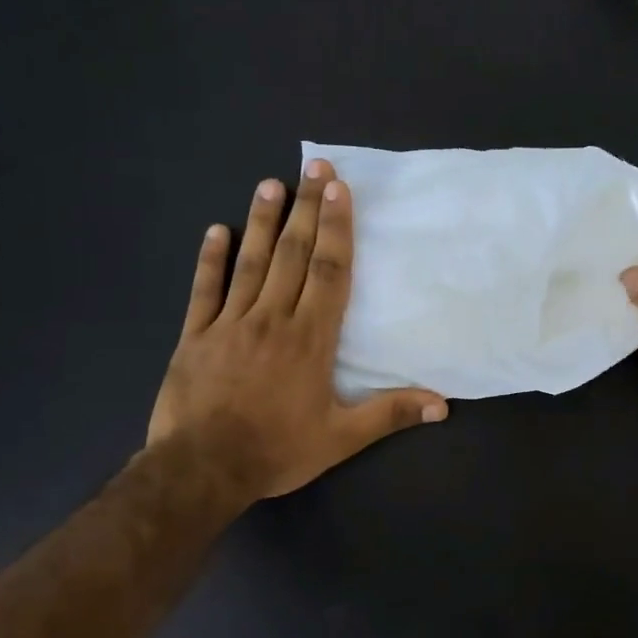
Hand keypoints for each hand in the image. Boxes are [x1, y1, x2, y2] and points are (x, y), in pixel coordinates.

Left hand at [148, 160, 447, 499]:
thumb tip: (442, 404)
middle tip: (314, 167)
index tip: (339, 190)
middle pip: (294, 255)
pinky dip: (211, 259)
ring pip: (251, 262)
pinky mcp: (195, 336)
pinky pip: (205, 290)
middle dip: (307, 209)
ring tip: (272, 183)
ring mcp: (230, 323)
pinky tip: (217, 230)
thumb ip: (390, 413)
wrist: (202, 469)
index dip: (337, 229)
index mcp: (311, 339)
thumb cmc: (277, 450)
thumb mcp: (341, 438)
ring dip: (263, 222)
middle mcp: (273, 319)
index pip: (329, 272)